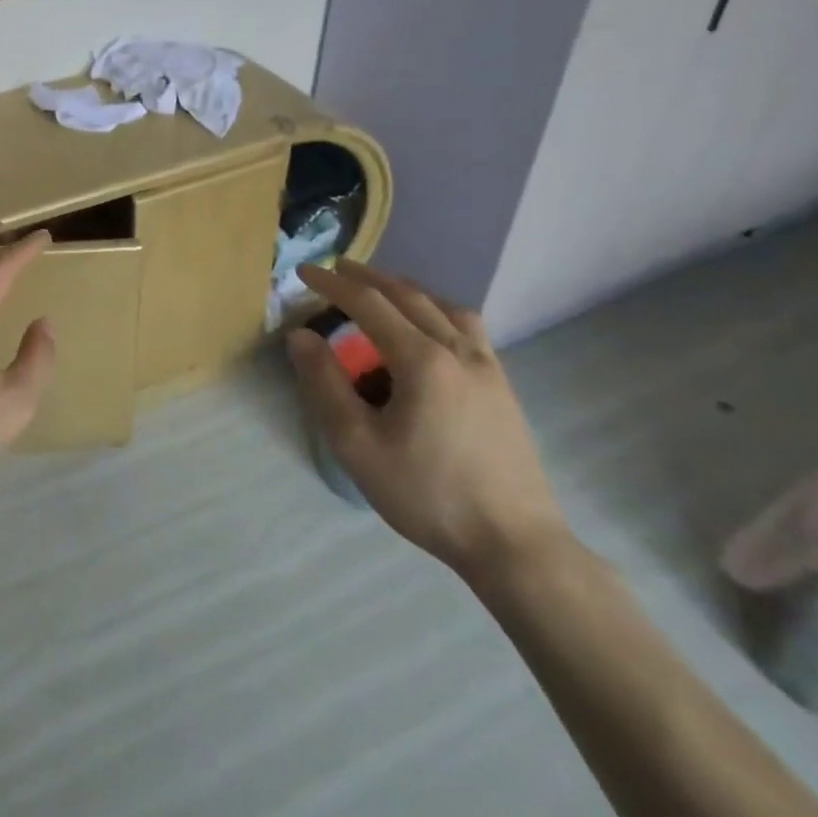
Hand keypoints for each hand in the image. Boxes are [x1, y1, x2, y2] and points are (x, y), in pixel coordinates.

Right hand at [286, 259, 570, 579]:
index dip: (332, 284)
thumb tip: (301, 336)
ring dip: (407, 289)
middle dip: (368, 277)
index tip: (303, 270)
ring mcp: (488, 368)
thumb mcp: (357, 444)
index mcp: (422, 360)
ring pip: (445, 306)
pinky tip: (430, 330)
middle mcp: (458, 350)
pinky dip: (437, 310)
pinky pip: (467, 328)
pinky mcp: (503, 388)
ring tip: (383, 291)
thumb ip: (325, 384)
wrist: (516, 546)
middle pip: (408, 295)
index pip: (368, 303)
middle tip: (336, 269)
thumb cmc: (428, 494)